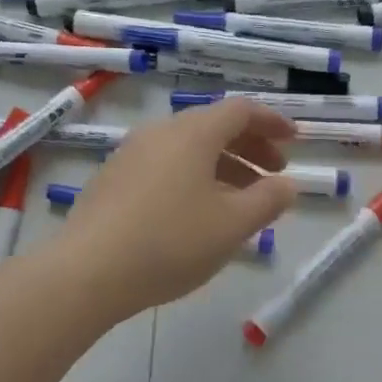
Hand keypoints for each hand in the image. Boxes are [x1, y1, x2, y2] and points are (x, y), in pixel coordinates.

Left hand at [50, 99, 297, 321]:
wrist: (87, 272)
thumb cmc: (171, 242)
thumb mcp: (232, 224)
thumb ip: (268, 200)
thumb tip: (288, 185)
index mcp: (193, 133)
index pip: (241, 110)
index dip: (272, 121)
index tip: (293, 140)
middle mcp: (161, 132)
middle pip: (213, 126)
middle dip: (250, 146)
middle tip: (274, 174)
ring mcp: (131, 154)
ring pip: (188, 149)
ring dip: (223, 165)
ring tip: (242, 200)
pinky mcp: (113, 179)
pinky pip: (165, 166)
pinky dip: (193, 177)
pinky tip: (198, 213)